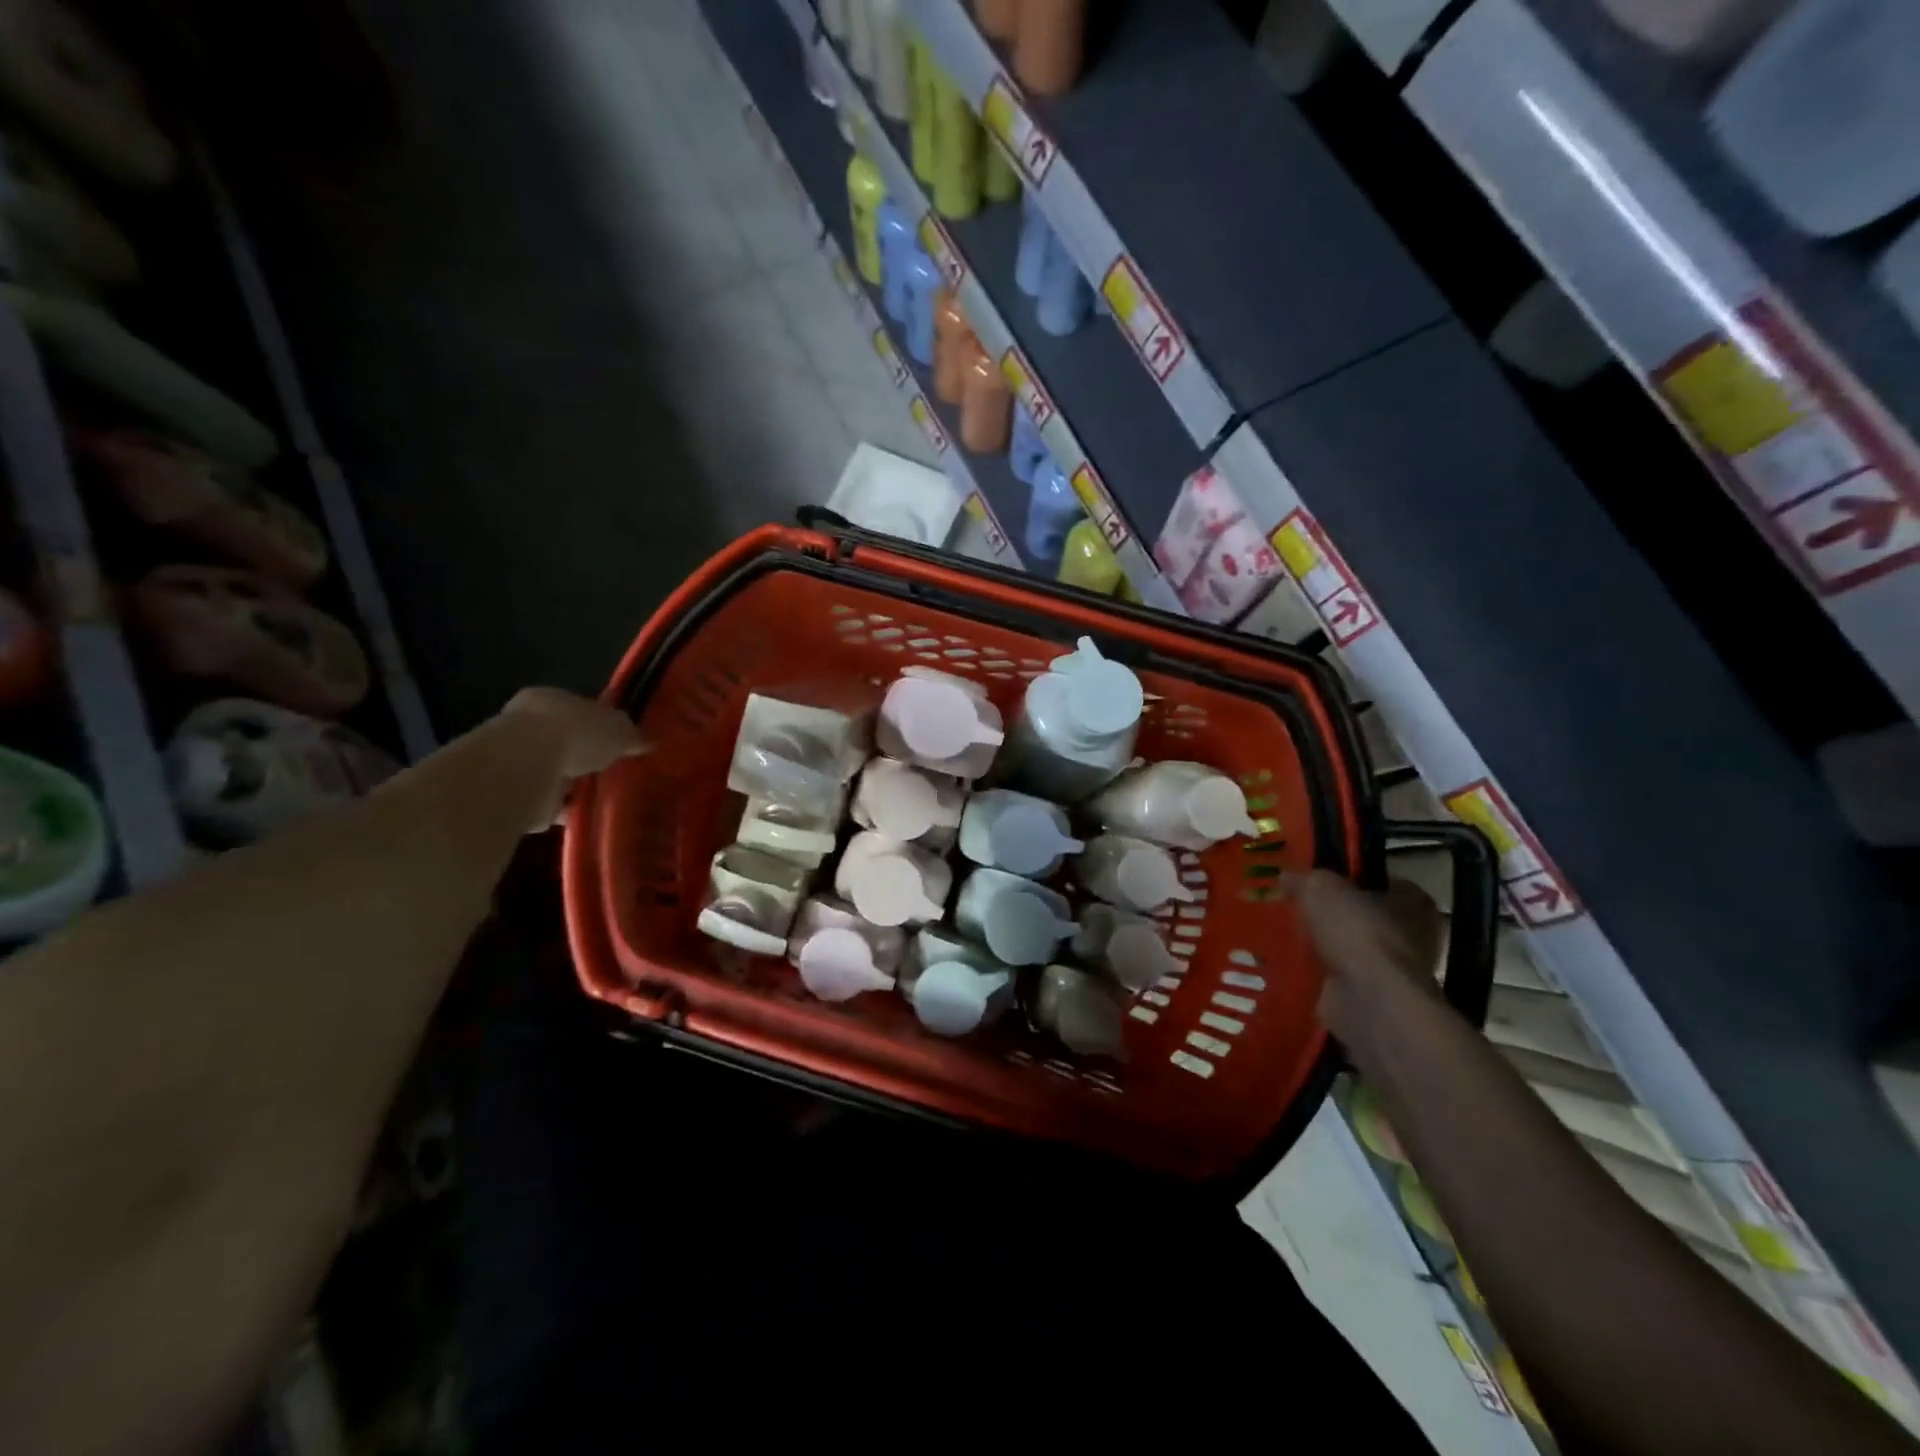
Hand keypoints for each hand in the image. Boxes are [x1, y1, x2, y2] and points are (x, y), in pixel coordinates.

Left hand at [499, 687, 644, 829]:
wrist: (527, 769)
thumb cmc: (574, 733)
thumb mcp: (618, 729)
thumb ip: (631, 735)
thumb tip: (647, 742)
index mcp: (548, 699)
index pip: (577, 709)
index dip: (599, 724)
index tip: (618, 741)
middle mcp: (526, 726)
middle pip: (564, 739)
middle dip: (585, 754)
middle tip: (613, 769)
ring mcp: (517, 761)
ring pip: (555, 770)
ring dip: (575, 783)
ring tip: (605, 795)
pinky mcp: (516, 794)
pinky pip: (549, 801)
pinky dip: (567, 808)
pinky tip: (588, 814)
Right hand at [1287, 870, 1444, 1038]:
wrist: (1369, 1000)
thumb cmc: (1357, 932)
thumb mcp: (1322, 889)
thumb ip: (1305, 880)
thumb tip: (1287, 876)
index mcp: (1412, 901)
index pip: (1378, 881)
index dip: (1347, 879)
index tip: (1314, 881)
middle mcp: (1411, 936)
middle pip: (1361, 917)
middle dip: (1329, 916)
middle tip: (1292, 908)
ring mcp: (1392, 971)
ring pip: (1347, 949)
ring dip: (1320, 947)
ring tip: (1282, 936)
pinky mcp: (1371, 999)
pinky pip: (1336, 978)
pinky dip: (1315, 974)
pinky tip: (1287, 965)